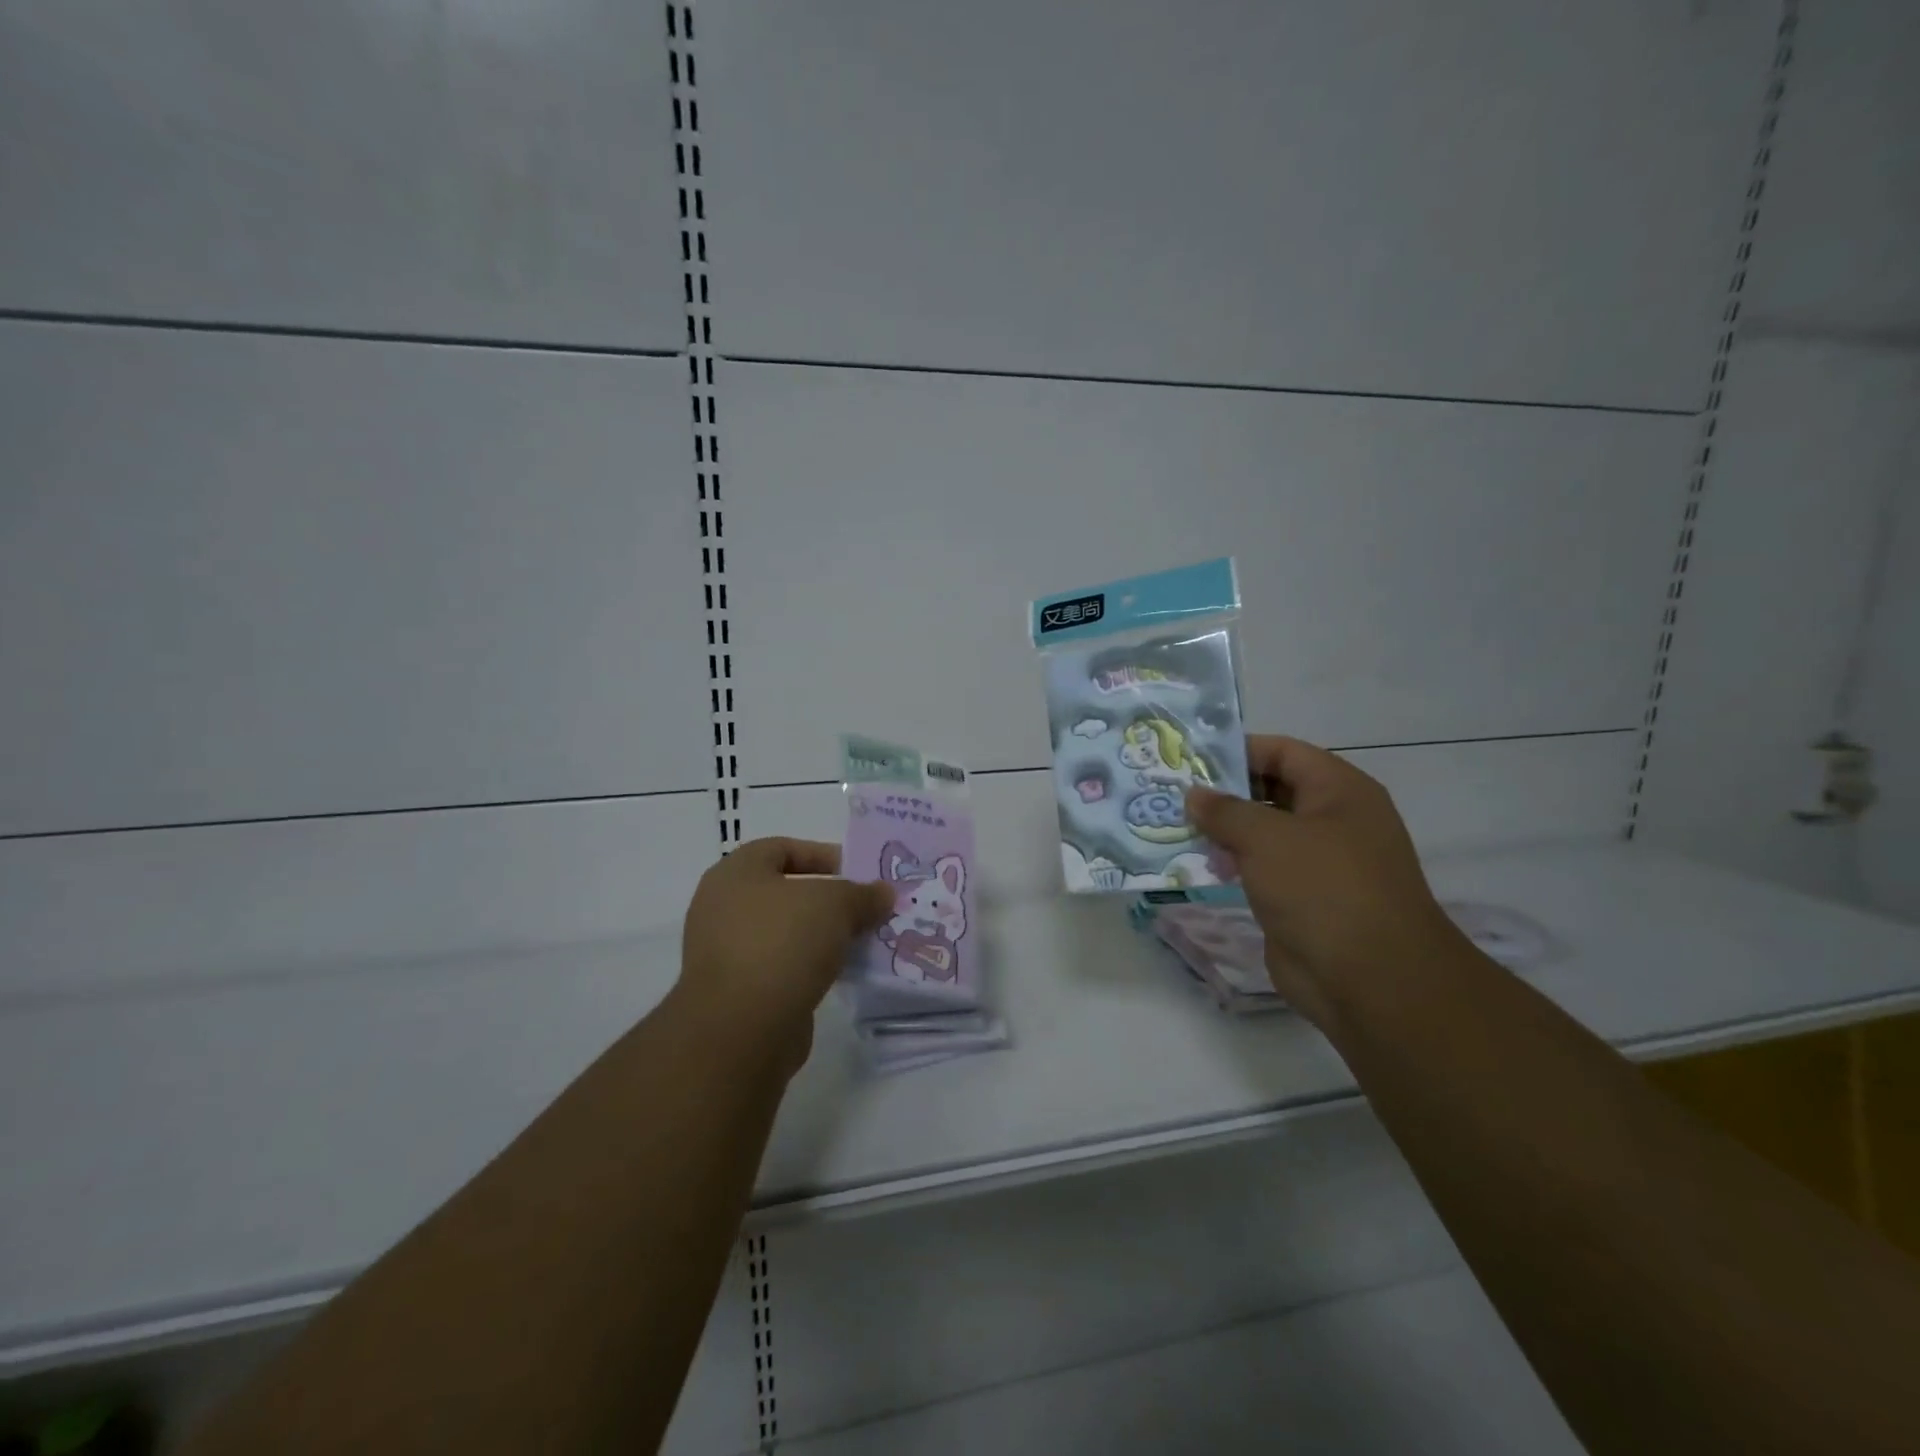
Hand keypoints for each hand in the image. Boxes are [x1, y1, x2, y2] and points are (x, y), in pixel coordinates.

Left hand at [675, 837, 894, 1075]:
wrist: (742, 1028)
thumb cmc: (783, 942)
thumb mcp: (836, 904)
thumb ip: (863, 894)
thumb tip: (883, 893)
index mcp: (735, 873)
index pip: (782, 848)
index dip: (822, 855)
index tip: (857, 873)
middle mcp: (722, 907)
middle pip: (785, 892)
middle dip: (828, 900)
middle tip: (864, 908)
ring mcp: (726, 952)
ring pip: (785, 932)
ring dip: (821, 935)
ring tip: (860, 942)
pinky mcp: (736, 992)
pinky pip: (781, 966)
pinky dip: (809, 966)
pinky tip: (840, 974)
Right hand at [1185, 736, 1463, 1024]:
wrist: (1372, 980)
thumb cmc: (1323, 889)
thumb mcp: (1266, 838)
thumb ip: (1225, 811)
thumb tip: (1195, 795)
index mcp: (1339, 791)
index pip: (1283, 752)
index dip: (1238, 750)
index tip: (1190, 759)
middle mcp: (1334, 820)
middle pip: (1272, 791)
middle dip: (1225, 793)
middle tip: (1174, 794)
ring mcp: (1321, 863)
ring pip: (1265, 833)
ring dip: (1225, 832)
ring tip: (1178, 828)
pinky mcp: (1305, 900)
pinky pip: (1264, 870)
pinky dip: (1235, 864)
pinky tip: (1201, 865)